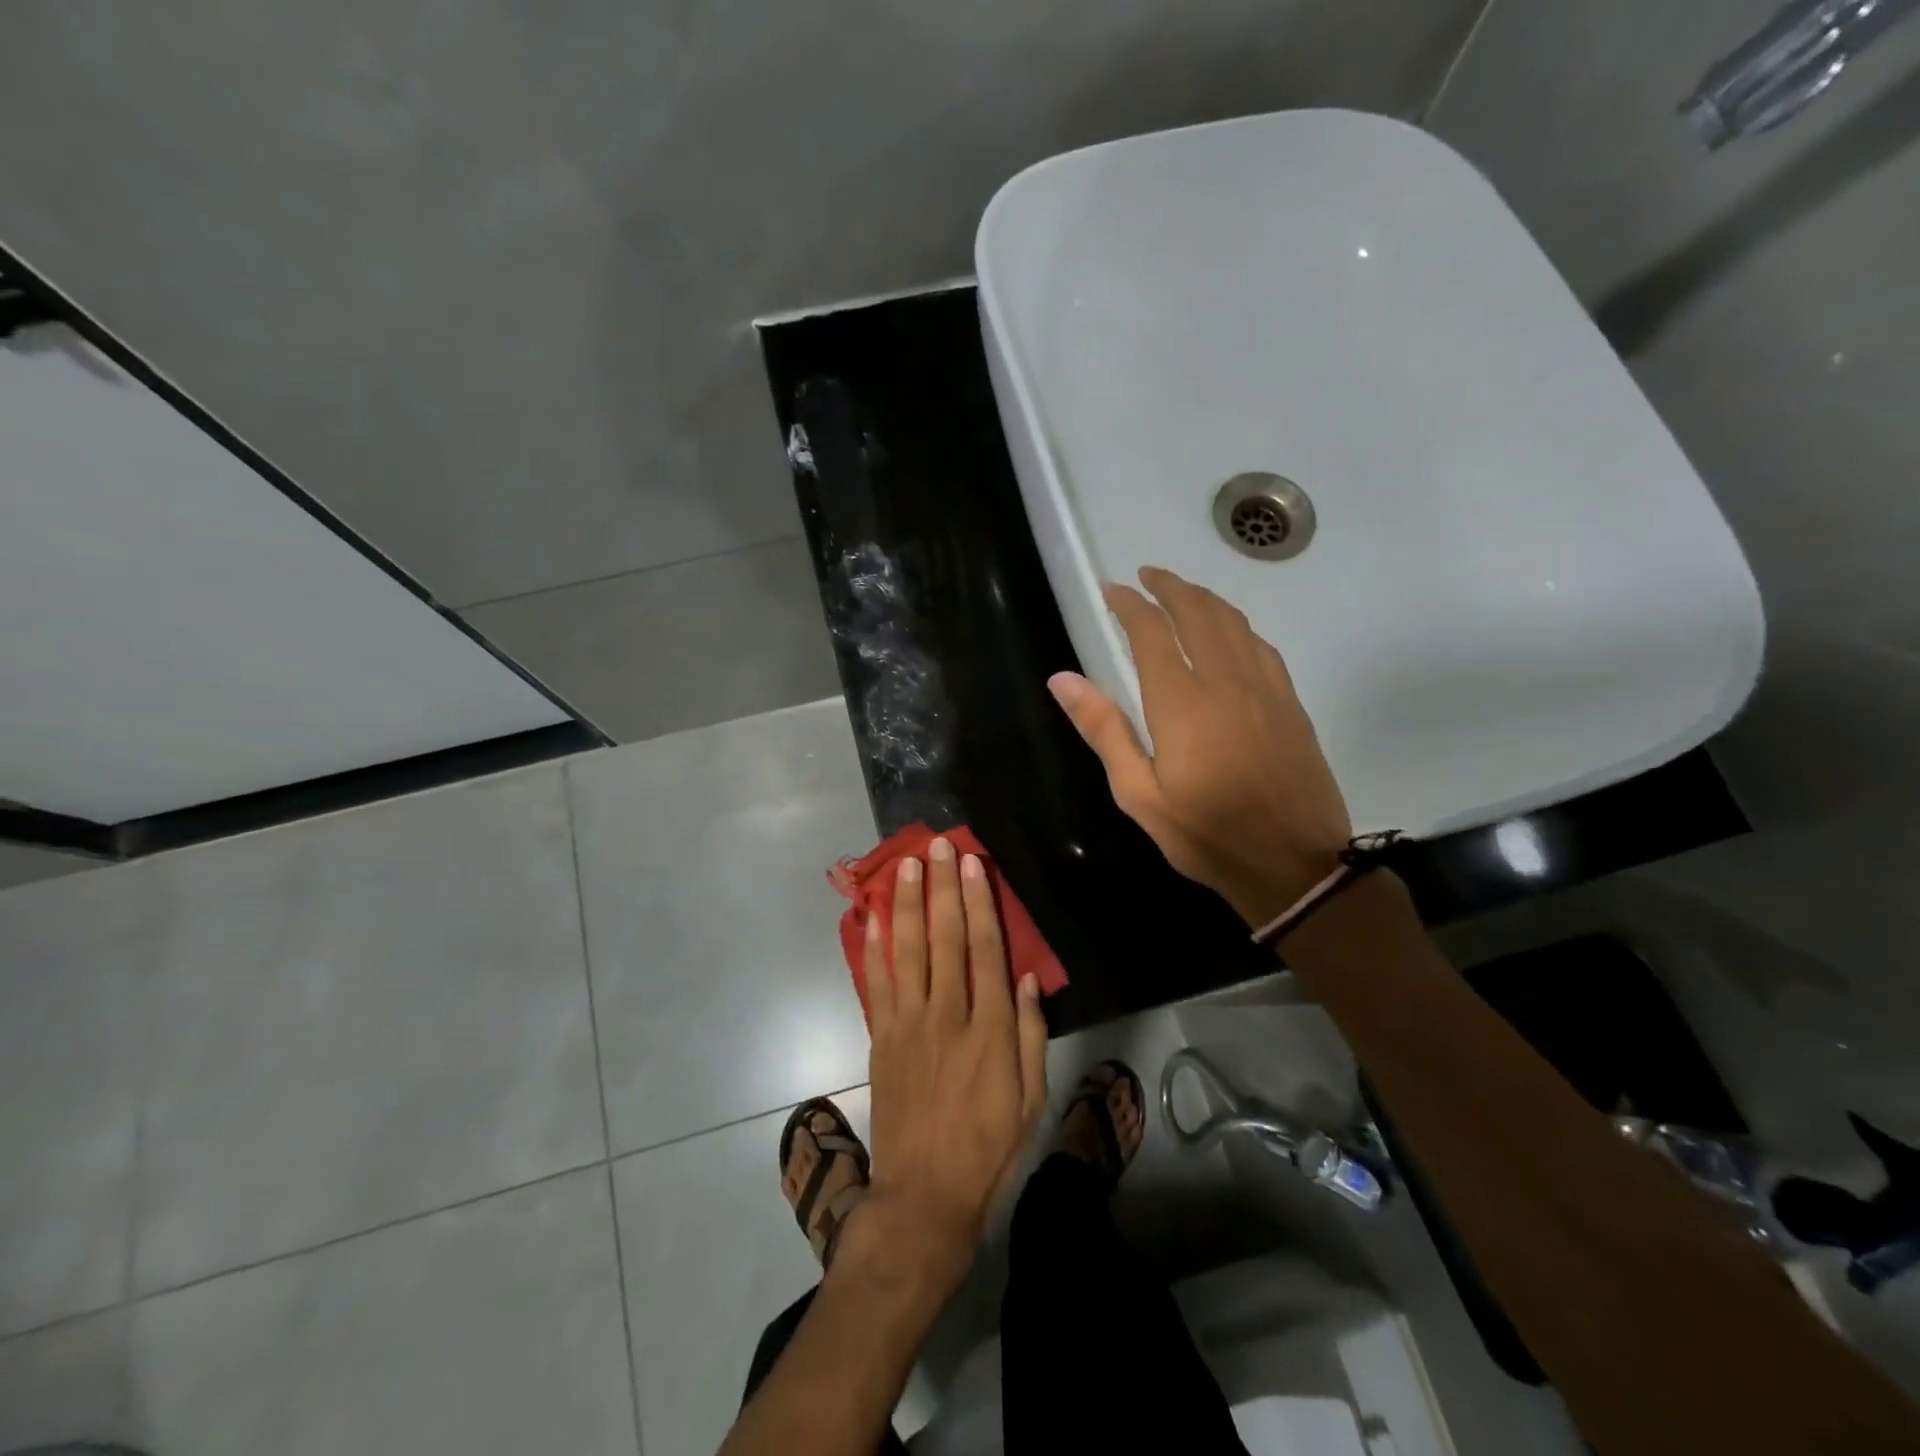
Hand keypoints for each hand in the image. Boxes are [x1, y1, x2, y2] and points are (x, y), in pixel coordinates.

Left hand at [855, 837, 1048, 1287]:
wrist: (924, 1194)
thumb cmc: (988, 1147)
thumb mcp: (1031, 1099)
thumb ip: (1031, 1035)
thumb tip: (1029, 978)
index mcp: (989, 1030)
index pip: (985, 950)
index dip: (980, 903)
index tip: (974, 865)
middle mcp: (947, 1015)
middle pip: (944, 938)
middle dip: (942, 887)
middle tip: (940, 846)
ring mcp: (908, 1024)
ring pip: (907, 950)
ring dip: (906, 903)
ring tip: (906, 864)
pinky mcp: (882, 1037)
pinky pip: (876, 982)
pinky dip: (873, 946)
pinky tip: (873, 915)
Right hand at [1049, 565, 1352, 927]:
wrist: (1295, 865)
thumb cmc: (1206, 834)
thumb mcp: (1139, 794)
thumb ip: (1104, 729)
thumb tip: (1062, 678)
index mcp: (1182, 702)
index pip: (1152, 632)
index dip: (1129, 604)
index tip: (1112, 590)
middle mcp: (1226, 681)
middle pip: (1198, 613)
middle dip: (1170, 587)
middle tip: (1147, 575)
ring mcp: (1265, 689)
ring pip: (1234, 623)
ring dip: (1204, 599)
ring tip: (1182, 593)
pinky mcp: (1290, 704)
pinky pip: (1261, 645)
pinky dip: (1237, 625)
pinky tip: (1230, 632)